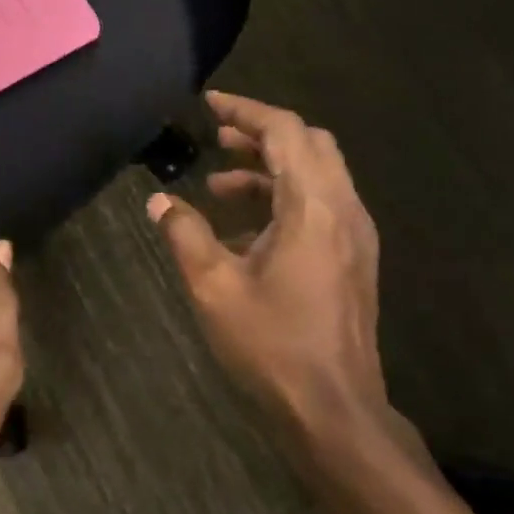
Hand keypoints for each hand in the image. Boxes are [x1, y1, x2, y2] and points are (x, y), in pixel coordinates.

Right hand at [148, 92, 395, 452]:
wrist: (334, 409)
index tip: (210, 104)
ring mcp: (354, 235)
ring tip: (219, 183)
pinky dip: (284, 198)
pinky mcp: (353, 259)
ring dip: (271, 168)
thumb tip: (159, 201)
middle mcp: (344, 209)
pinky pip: (320, 205)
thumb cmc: (272, 345)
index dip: (246, 111)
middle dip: (262, 134)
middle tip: (217, 138)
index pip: (285, 132)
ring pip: (317, 175)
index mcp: (314, 207)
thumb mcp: (214, 287)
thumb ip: (185, 234)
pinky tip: (244, 229)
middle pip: (309, 144)